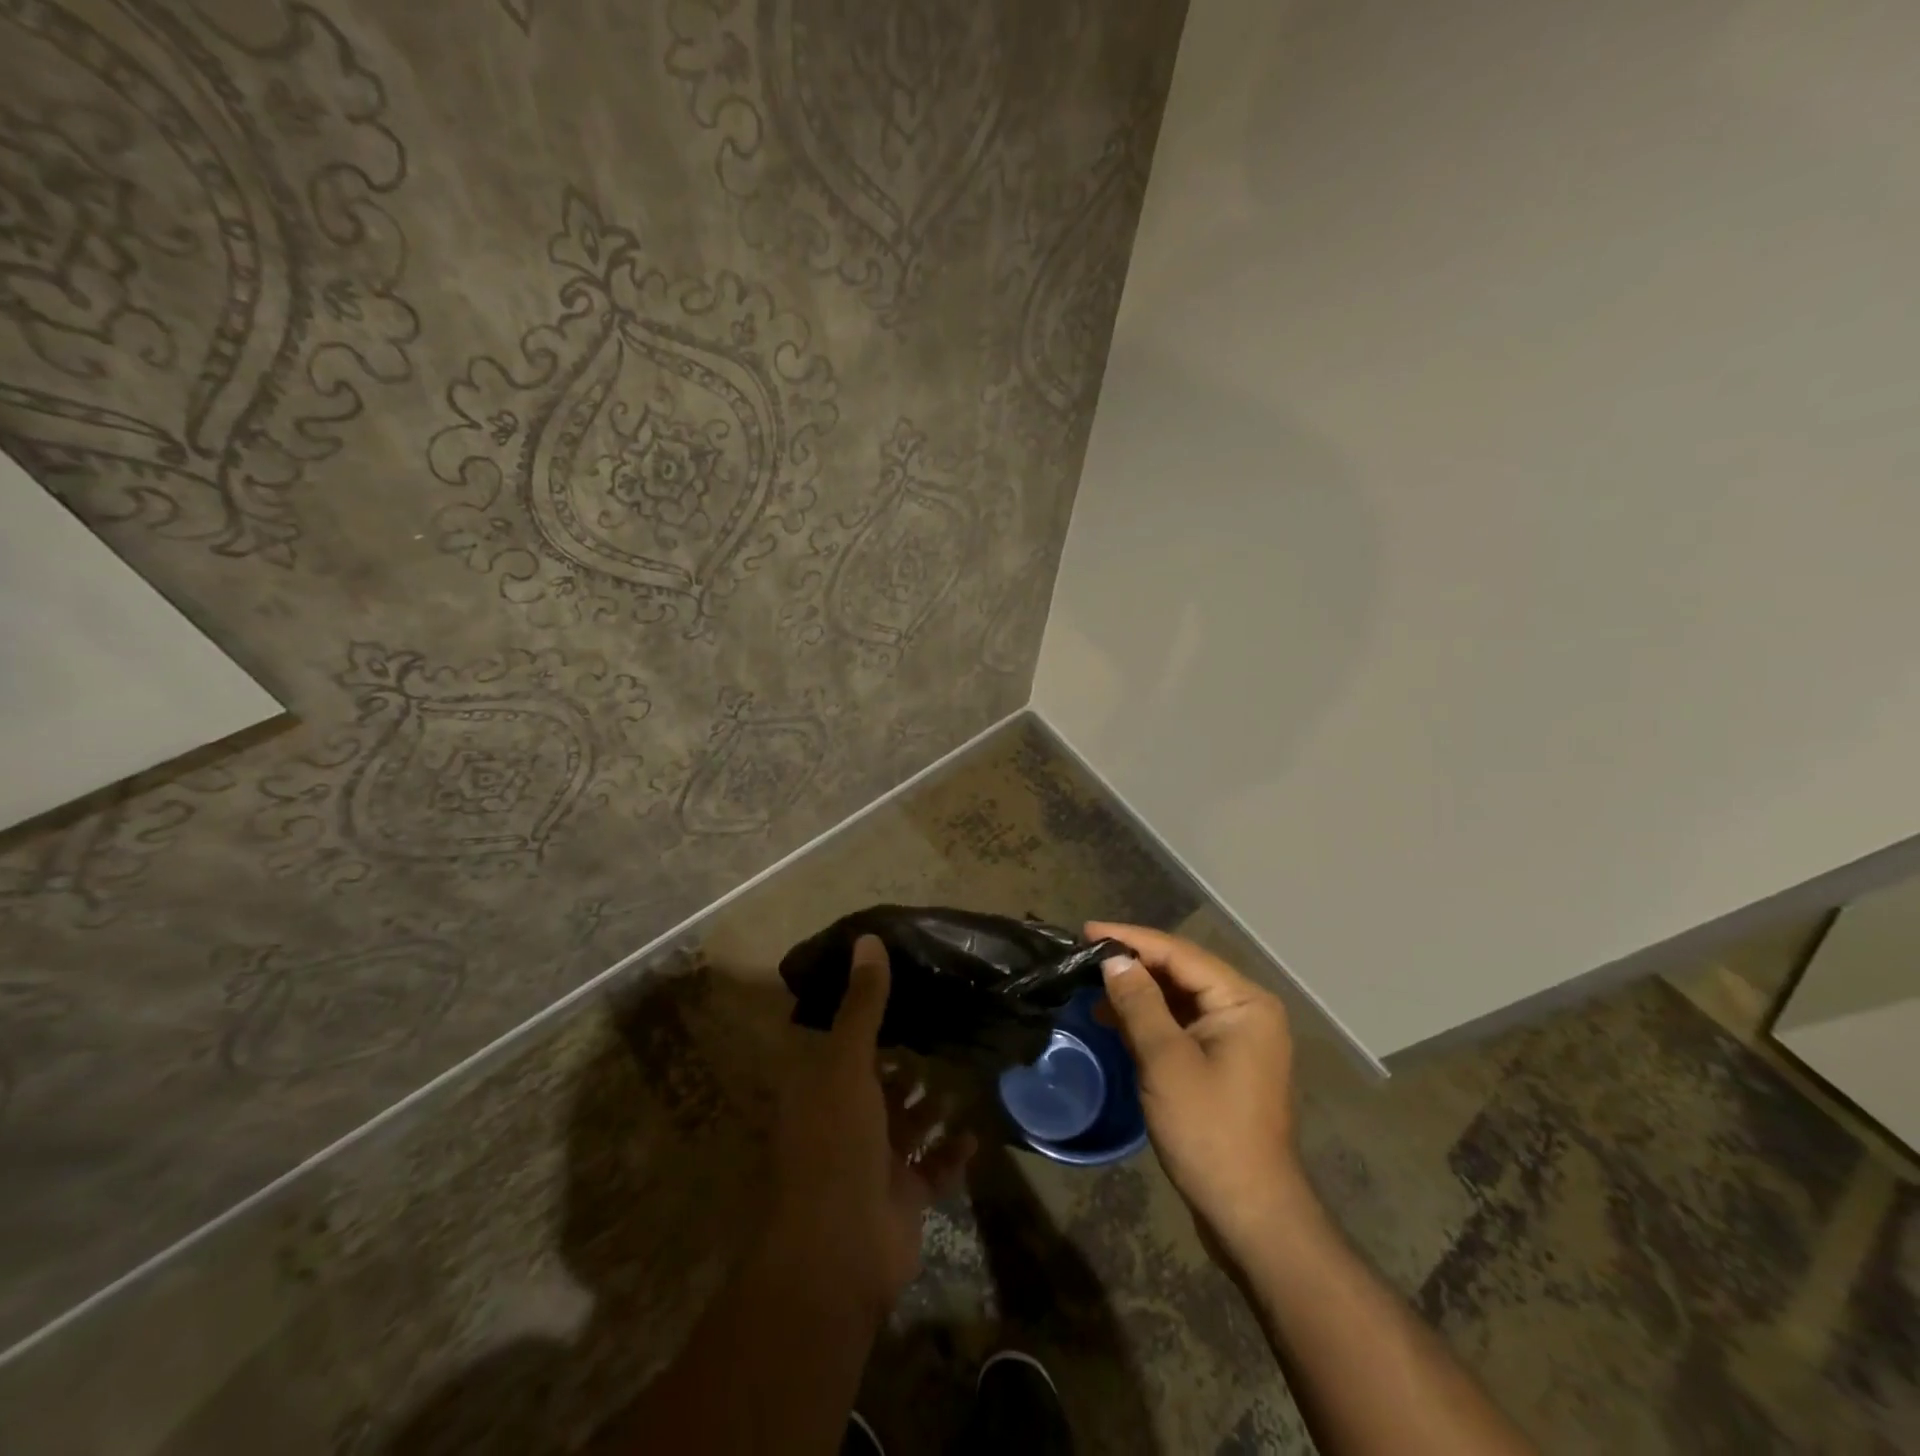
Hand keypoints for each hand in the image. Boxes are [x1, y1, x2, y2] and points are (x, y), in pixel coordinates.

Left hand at [769, 934, 975, 1323]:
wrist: (837, 1256)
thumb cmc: (834, 1145)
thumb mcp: (846, 1065)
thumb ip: (863, 1005)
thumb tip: (869, 939)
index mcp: (819, 1089)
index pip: (838, 1041)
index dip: (863, 1013)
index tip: (900, 983)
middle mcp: (842, 1121)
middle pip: (877, 1081)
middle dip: (906, 1059)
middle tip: (946, 1021)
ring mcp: (872, 1162)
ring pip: (907, 1122)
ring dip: (932, 1102)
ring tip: (966, 1067)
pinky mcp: (902, 1196)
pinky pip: (933, 1166)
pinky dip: (951, 1149)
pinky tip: (976, 1128)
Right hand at [1089, 921, 1305, 1261]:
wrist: (1250, 1214)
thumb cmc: (1208, 1131)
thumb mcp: (1165, 1061)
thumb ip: (1138, 1002)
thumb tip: (1113, 959)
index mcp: (1243, 1002)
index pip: (1179, 954)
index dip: (1131, 939)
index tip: (1086, 931)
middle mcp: (1246, 1011)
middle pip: (1181, 972)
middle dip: (1133, 963)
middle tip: (1085, 954)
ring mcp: (1236, 1038)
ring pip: (1179, 998)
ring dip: (1137, 992)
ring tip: (1091, 985)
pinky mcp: (1223, 1063)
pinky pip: (1181, 1025)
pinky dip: (1149, 1019)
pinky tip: (1114, 1019)